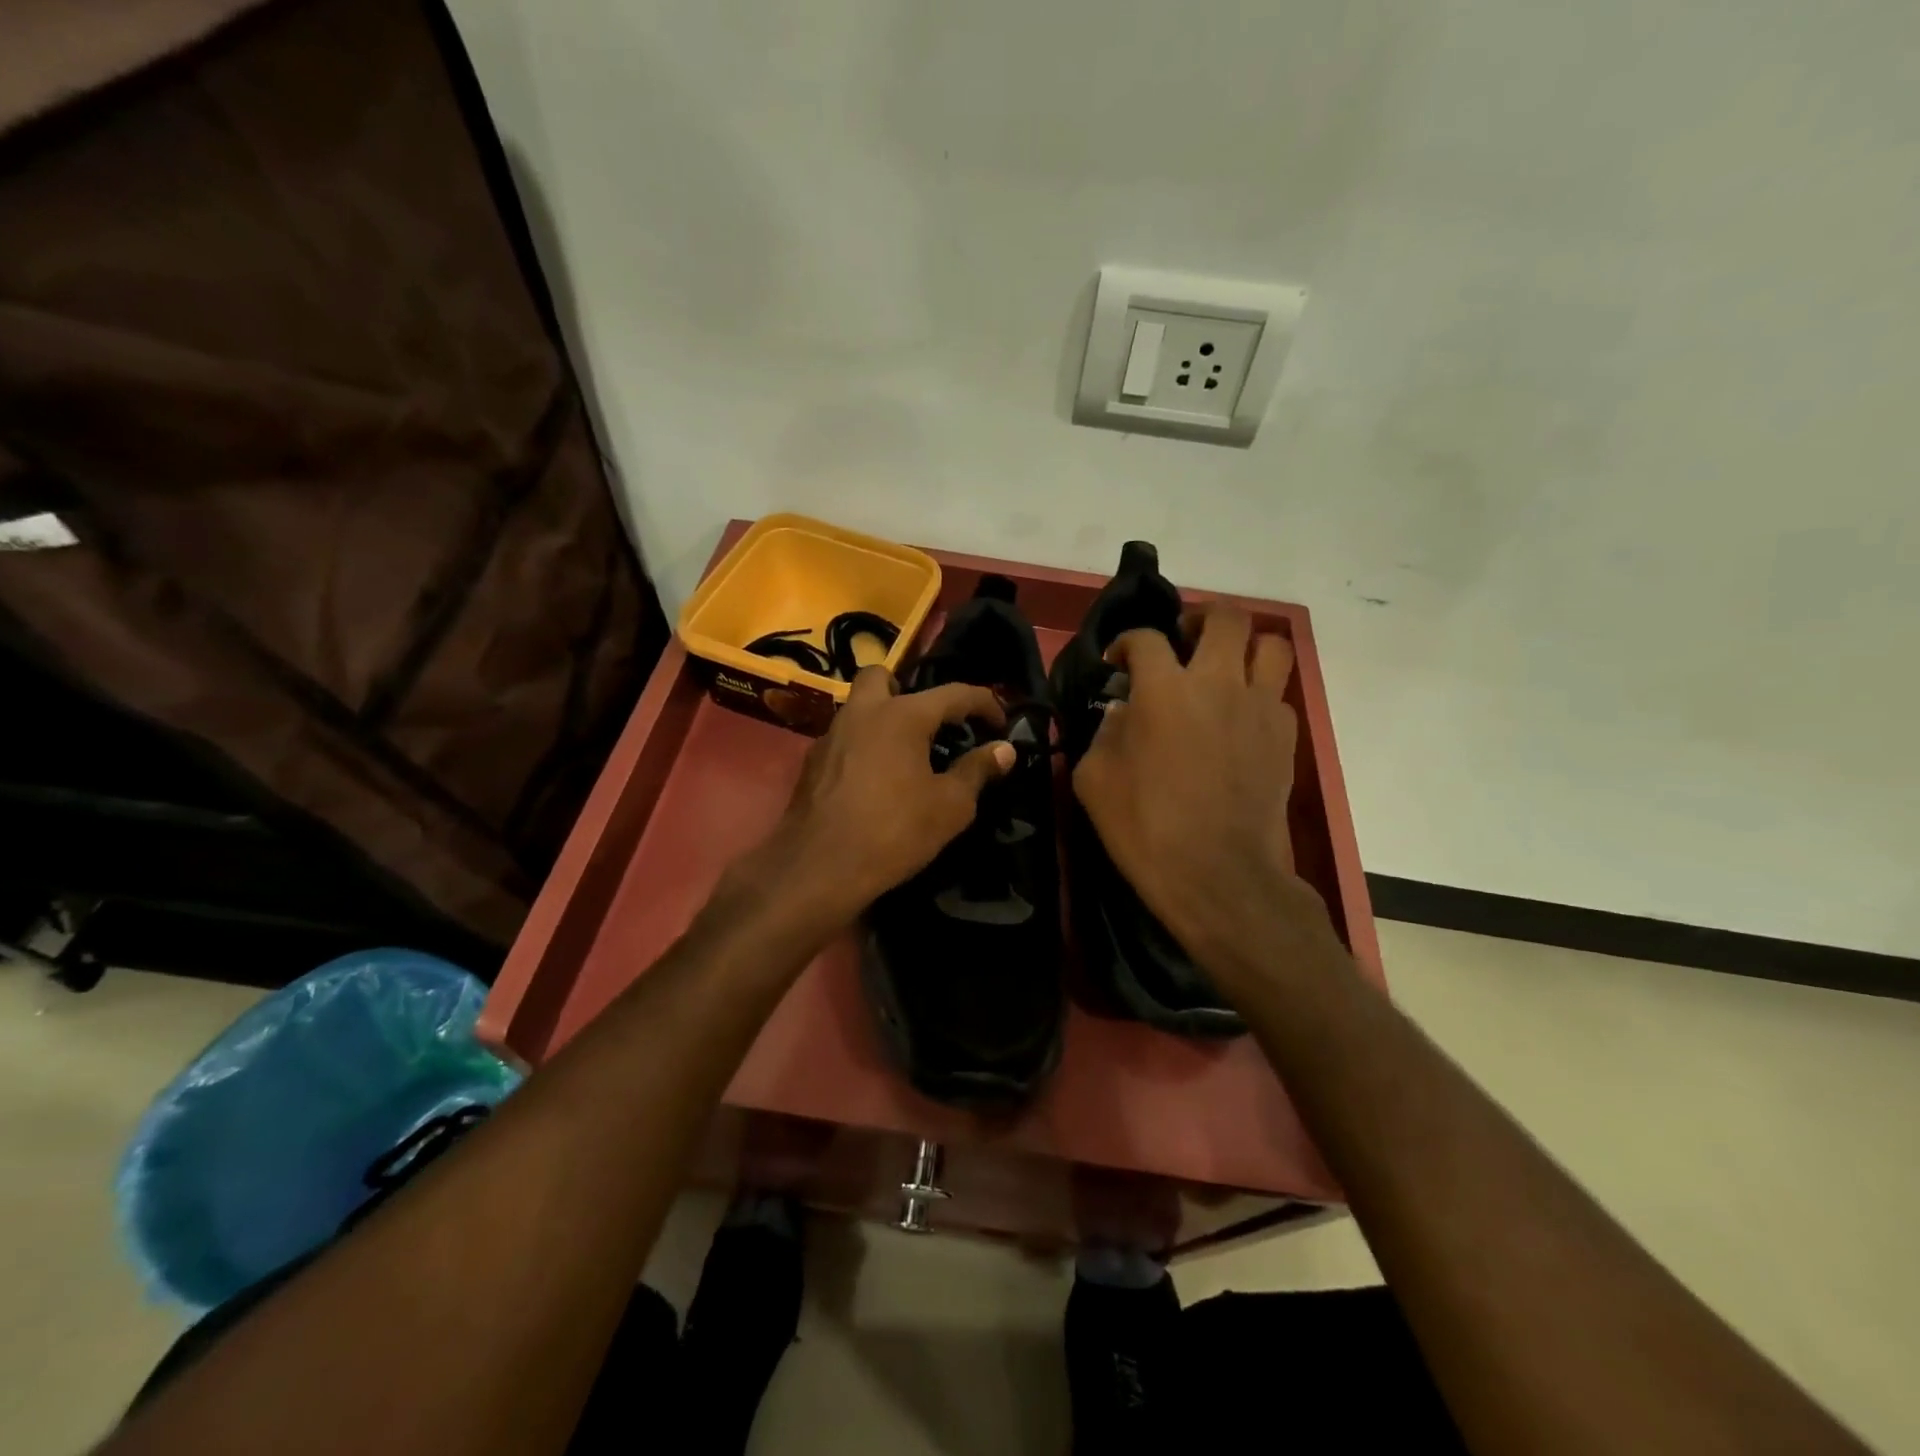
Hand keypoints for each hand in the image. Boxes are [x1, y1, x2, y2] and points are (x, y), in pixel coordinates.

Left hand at [749, 665, 1014, 923]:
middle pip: (882, 677)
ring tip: (905, 756)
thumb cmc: (894, 831)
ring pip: (857, 708)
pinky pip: (843, 739)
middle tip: (929, 726)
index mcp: (902, 715)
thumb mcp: (950, 806)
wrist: (818, 868)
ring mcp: (831, 736)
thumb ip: (977, 770)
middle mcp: (862, 713)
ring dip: (882, 719)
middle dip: (908, 691)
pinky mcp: (811, 764)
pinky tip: (874, 782)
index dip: (984, 703)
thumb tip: (1004, 749)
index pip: (953, 693)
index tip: (1000, 724)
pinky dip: (863, 747)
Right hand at [1071, 604, 1339, 988]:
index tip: (1117, 662)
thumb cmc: (1145, 827)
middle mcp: (1218, 683)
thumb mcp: (1094, 781)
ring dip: (1246, 645)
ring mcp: (1259, 707)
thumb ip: (1104, 734)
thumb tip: (1123, 713)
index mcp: (1164, 689)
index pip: (1145, 639)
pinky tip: (1240, 718)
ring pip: (1271, 645)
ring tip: (1226, 664)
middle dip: (1200, 617)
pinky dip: (1260, 694)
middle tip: (1184, 637)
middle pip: (1225, 617)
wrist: (1218, 874)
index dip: (1126, 643)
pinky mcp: (1285, 736)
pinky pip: (1279, 694)